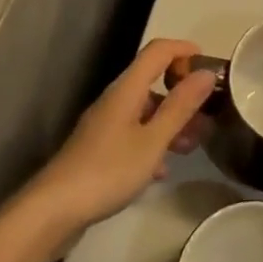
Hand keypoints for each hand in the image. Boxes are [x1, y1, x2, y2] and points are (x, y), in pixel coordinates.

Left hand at [28, 39, 218, 237]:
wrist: (52, 211)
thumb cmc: (107, 171)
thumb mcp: (152, 141)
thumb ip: (180, 106)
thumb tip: (206, 73)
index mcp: (127, 89)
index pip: (158, 51)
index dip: (184, 50)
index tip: (209, 65)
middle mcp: (115, 99)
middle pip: (153, 81)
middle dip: (182, 93)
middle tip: (207, 115)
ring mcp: (104, 125)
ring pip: (145, 111)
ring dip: (170, 121)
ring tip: (191, 146)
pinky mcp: (98, 150)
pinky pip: (133, 134)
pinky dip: (153, 143)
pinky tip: (162, 170)